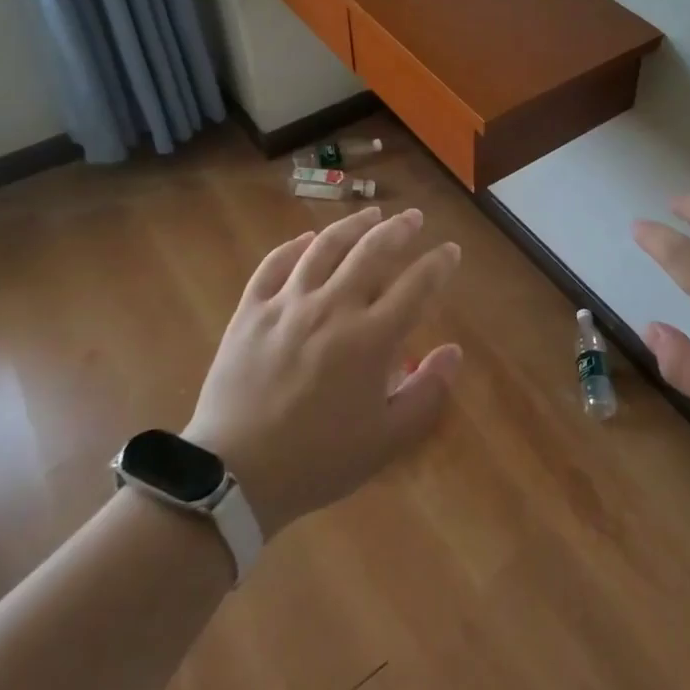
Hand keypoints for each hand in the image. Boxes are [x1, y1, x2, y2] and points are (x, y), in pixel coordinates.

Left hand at [185, 206, 462, 538]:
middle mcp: (332, 308)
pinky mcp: (251, 311)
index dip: (438, 264)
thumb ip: (427, 393)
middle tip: (413, 217)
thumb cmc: (319, 460)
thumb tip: (453, 351)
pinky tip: (307, 239)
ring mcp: (287, 305)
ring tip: (370, 213)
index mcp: (370, 339)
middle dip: (399, 229)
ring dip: (353, 225)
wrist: (235, 476)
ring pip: (325, 247)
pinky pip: (274, 264)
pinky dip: (294, 246)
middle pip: (372, 252)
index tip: (450, 250)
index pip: (416, 286)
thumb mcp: (387, 440)